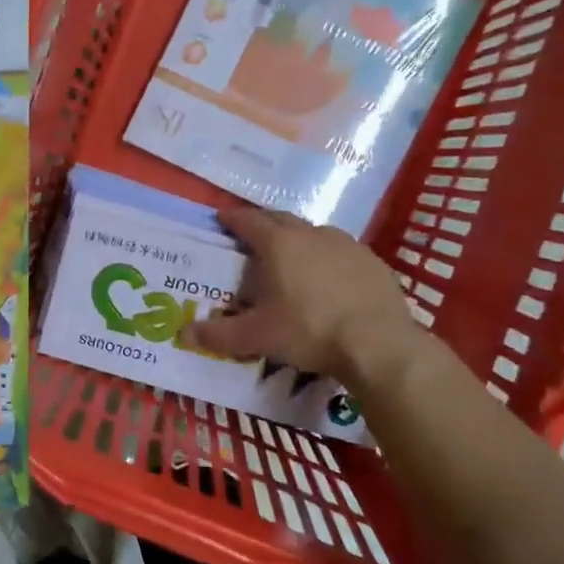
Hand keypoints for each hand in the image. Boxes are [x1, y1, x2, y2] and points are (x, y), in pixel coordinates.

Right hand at [186, 207, 422, 387]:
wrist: (379, 344)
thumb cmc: (309, 331)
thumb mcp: (257, 337)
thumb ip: (219, 335)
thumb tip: (184, 335)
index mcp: (278, 243)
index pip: (247, 220)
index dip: (232, 219)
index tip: (222, 220)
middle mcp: (311, 233)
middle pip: (280, 219)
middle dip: (263, 224)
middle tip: (251, 239)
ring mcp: (346, 244)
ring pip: (313, 233)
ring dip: (297, 240)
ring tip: (290, 261)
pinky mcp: (372, 261)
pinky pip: (341, 251)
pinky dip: (327, 258)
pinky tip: (328, 281)